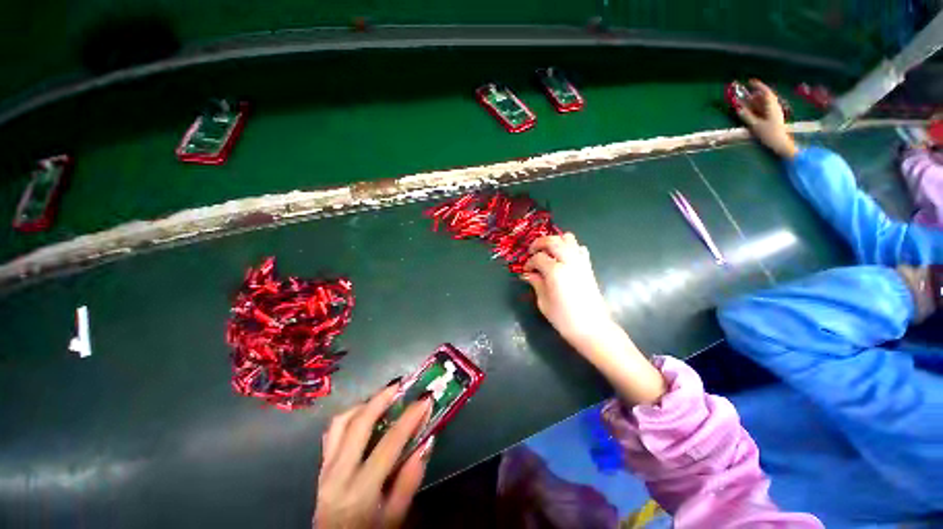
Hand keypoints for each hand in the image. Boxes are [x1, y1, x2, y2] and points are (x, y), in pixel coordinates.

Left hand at [314, 385, 433, 528]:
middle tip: (400, 384)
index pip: (388, 444)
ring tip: (384, 396)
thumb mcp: (395, 517)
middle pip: (358, 424)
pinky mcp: (321, 467)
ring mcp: (325, 469)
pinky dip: (350, 415)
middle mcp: (338, 474)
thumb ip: (410, 480)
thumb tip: (426, 441)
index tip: (425, 398)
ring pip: (340, 422)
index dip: (410, 418)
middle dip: (381, 398)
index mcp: (360, 491)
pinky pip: (333, 431)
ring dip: (364, 404)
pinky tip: (364, 413)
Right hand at [522, 233, 667, 403]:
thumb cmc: (564, 318)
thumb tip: (528, 274)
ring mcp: (581, 262)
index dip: (529, 262)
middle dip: (539, 243)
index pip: (538, 258)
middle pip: (552, 240)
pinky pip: (580, 248)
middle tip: (532, 252)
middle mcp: (569, 261)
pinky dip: (570, 247)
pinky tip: (564, 258)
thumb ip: (536, 283)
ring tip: (548, 252)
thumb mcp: (544, 302)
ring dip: (556, 241)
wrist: (592, 328)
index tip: (526, 270)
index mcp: (555, 271)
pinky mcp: (588, 266)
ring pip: (568, 238)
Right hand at [736, 79, 798, 158]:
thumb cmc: (769, 134)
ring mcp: (774, 113)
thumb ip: (747, 116)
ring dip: (754, 101)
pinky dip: (756, 107)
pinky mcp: (772, 118)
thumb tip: (738, 108)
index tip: (750, 81)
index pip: (765, 92)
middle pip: (764, 97)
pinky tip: (751, 110)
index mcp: (772, 107)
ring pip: (764, 103)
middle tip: (744, 93)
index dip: (758, 85)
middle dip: (754, 94)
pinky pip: (764, 109)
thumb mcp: (756, 126)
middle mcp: (774, 107)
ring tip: (745, 101)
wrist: (781, 144)